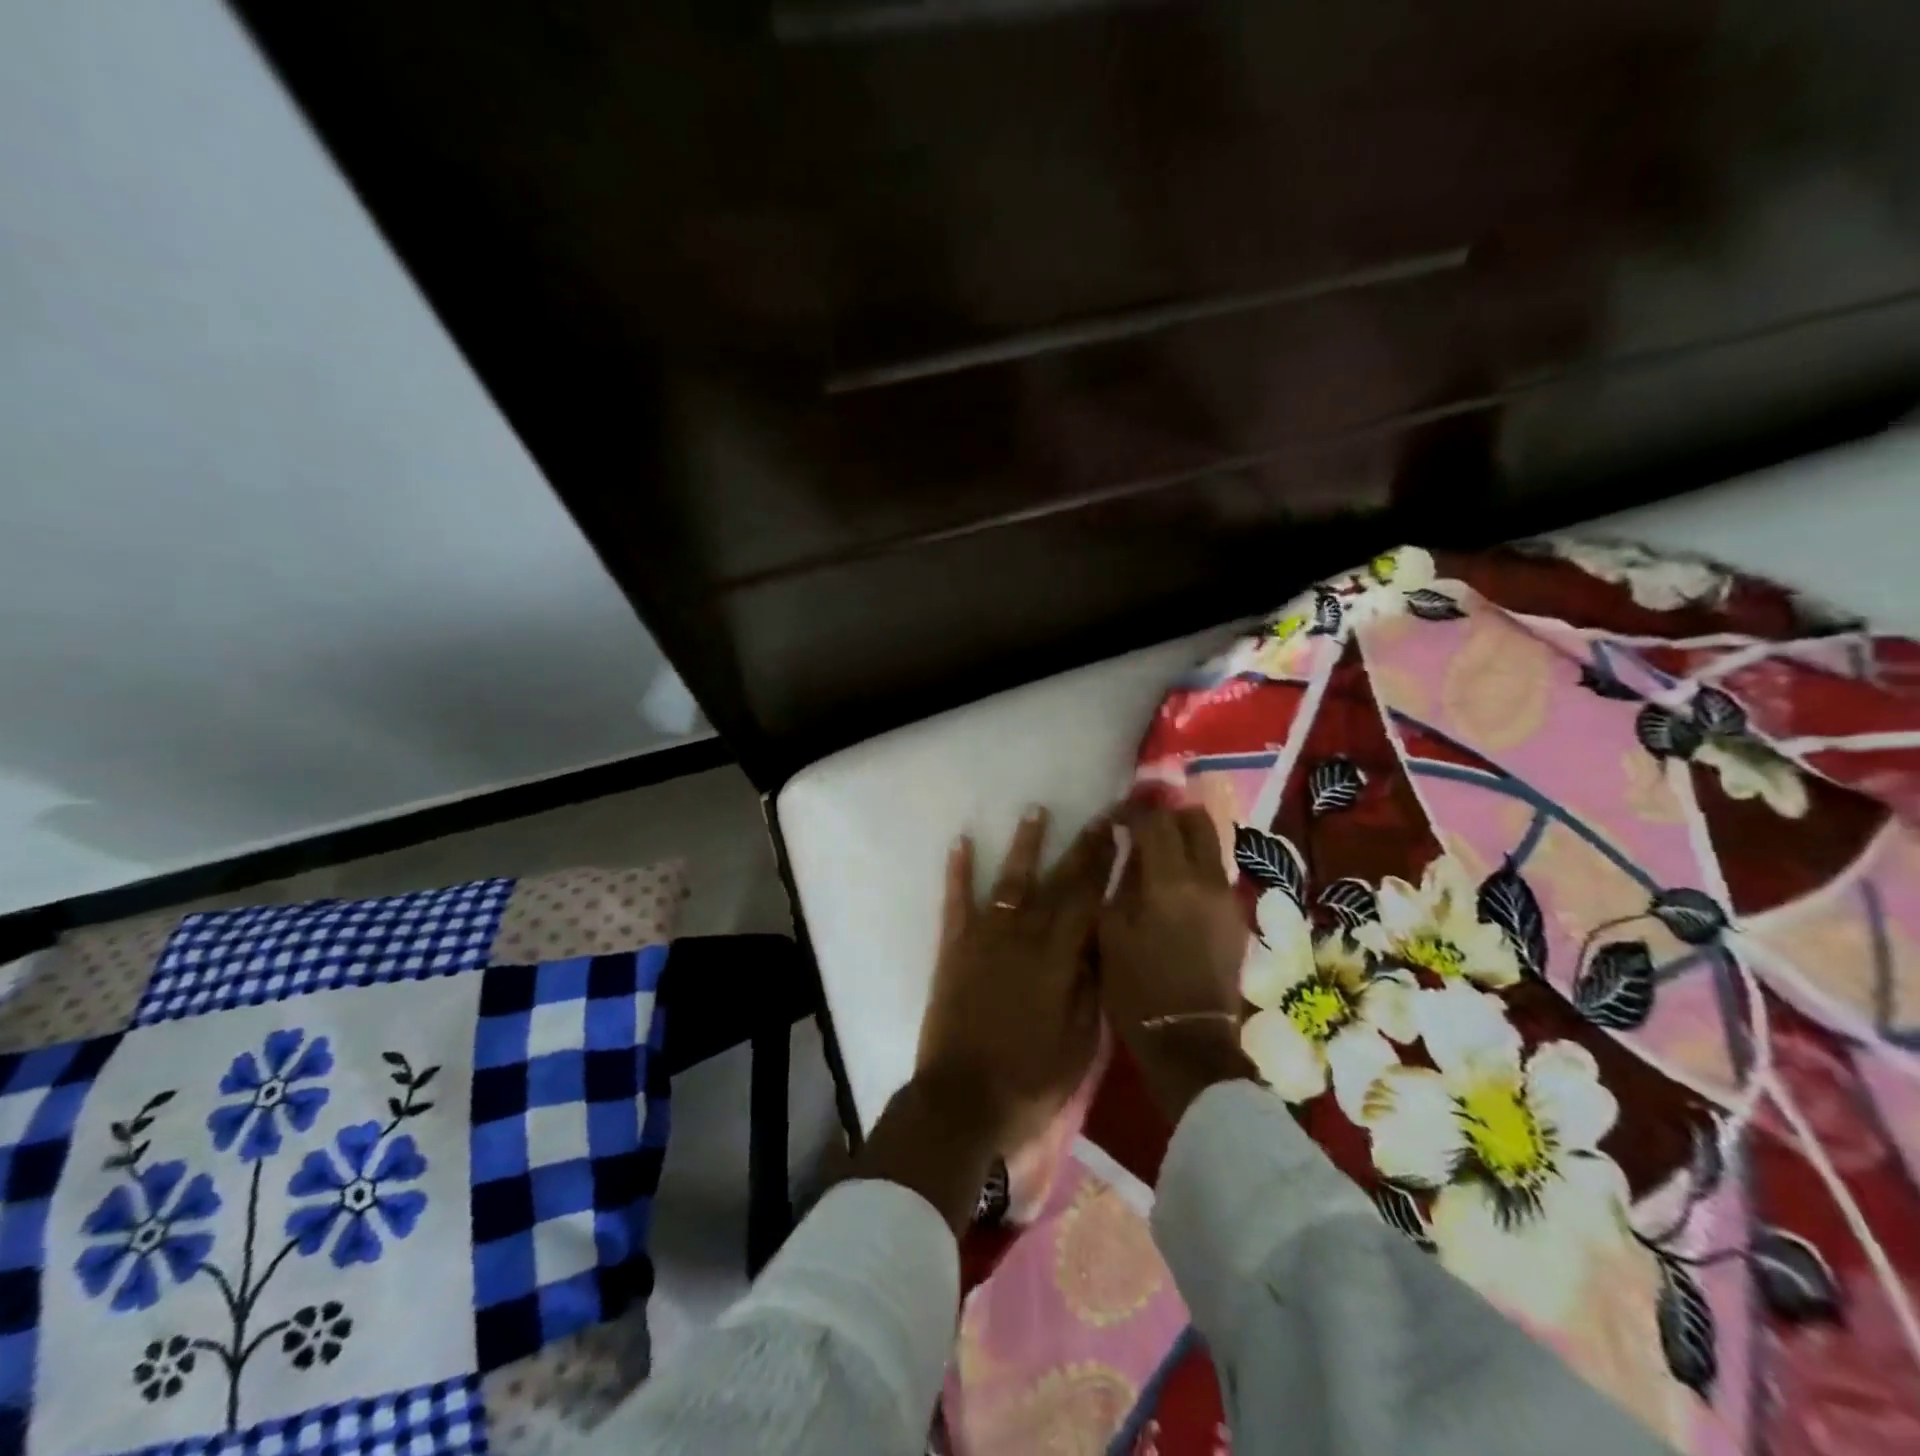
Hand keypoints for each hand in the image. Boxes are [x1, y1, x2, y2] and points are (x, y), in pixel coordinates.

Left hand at [915, 807, 1115, 1156]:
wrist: (962, 1101)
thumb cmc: (1030, 1078)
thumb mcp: (1081, 1042)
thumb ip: (1092, 985)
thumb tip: (1104, 939)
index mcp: (1059, 958)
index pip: (1089, 898)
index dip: (1106, 863)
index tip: (1120, 833)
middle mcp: (1023, 935)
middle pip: (1057, 882)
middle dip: (1080, 846)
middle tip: (1098, 815)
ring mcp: (985, 938)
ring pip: (1010, 881)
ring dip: (1025, 845)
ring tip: (1035, 810)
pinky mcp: (954, 948)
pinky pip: (956, 901)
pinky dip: (959, 871)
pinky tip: (961, 842)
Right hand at [1099, 803, 1258, 1122]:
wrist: (1190, 1041)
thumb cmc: (1137, 989)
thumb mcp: (1111, 933)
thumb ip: (1119, 882)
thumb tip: (1124, 849)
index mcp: (1170, 882)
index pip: (1155, 822)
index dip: (1132, 812)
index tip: (1115, 818)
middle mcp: (1206, 880)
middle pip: (1196, 820)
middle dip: (1168, 815)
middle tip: (1142, 826)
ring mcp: (1227, 897)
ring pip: (1212, 843)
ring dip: (1185, 837)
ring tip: (1158, 853)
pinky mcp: (1236, 916)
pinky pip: (1216, 871)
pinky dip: (1195, 863)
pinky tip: (1174, 885)